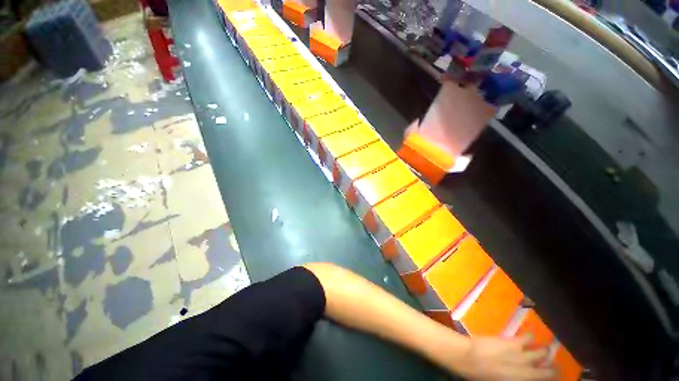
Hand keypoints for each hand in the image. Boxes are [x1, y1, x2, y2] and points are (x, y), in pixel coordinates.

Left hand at [451, 335, 555, 380]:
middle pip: (549, 370)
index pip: (545, 380)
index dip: (550, 377)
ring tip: (544, 349)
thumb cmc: (481, 374)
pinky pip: (528, 337)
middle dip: (552, 367)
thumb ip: (515, 378)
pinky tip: (530, 335)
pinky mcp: (514, 342)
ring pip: (542, 352)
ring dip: (544, 351)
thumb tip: (520, 375)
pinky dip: (530, 336)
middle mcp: (528, 371)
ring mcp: (523, 356)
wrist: (470, 358)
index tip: (551, 376)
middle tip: (553, 364)